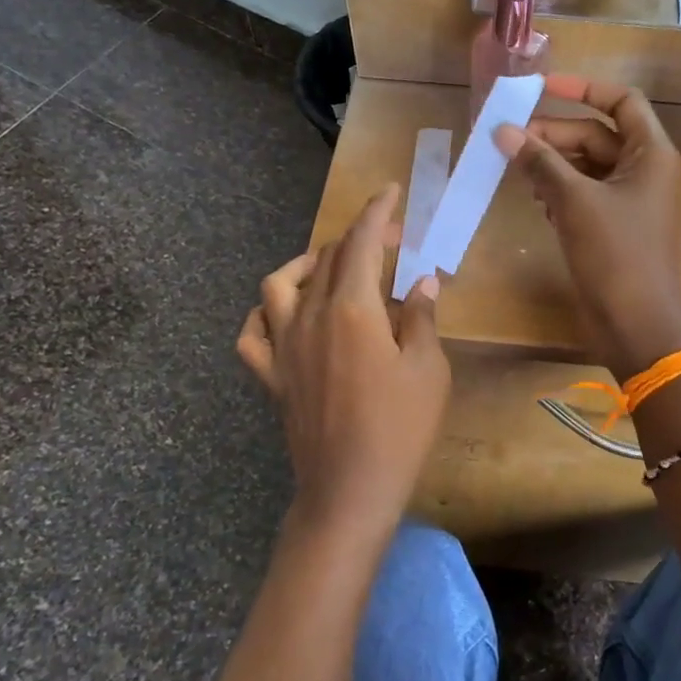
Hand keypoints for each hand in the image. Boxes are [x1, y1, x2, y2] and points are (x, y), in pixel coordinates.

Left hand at [236, 185, 450, 542]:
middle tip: (389, 239)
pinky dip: (264, 315)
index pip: (361, 244)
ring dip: (305, 264)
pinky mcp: (270, 377)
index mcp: (352, 310)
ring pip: (279, 284)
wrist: (349, 490)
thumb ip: (420, 319)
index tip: (389, 191)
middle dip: (358, 237)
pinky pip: (251, 334)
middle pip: (326, 259)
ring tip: (330, 267)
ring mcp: (283, 347)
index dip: (376, 212)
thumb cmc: (399, 430)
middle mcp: (310, 318)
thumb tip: (422, 283)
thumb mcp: (428, 370)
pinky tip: (283, 315)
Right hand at [494, 75, 680, 380]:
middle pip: (597, 135)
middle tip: (511, 141)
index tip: (541, 88)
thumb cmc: (616, 254)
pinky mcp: (616, 229)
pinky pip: (587, 196)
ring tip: (520, 173)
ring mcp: (632, 202)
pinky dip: (562, 193)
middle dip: (555, 134)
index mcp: (650, 153)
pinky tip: (537, 203)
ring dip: (554, 165)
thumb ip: (540, 162)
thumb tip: (503, 131)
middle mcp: (645, 171)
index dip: (582, 88)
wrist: (639, 325)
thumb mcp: (575, 202)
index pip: (621, 100)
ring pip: (588, 167)